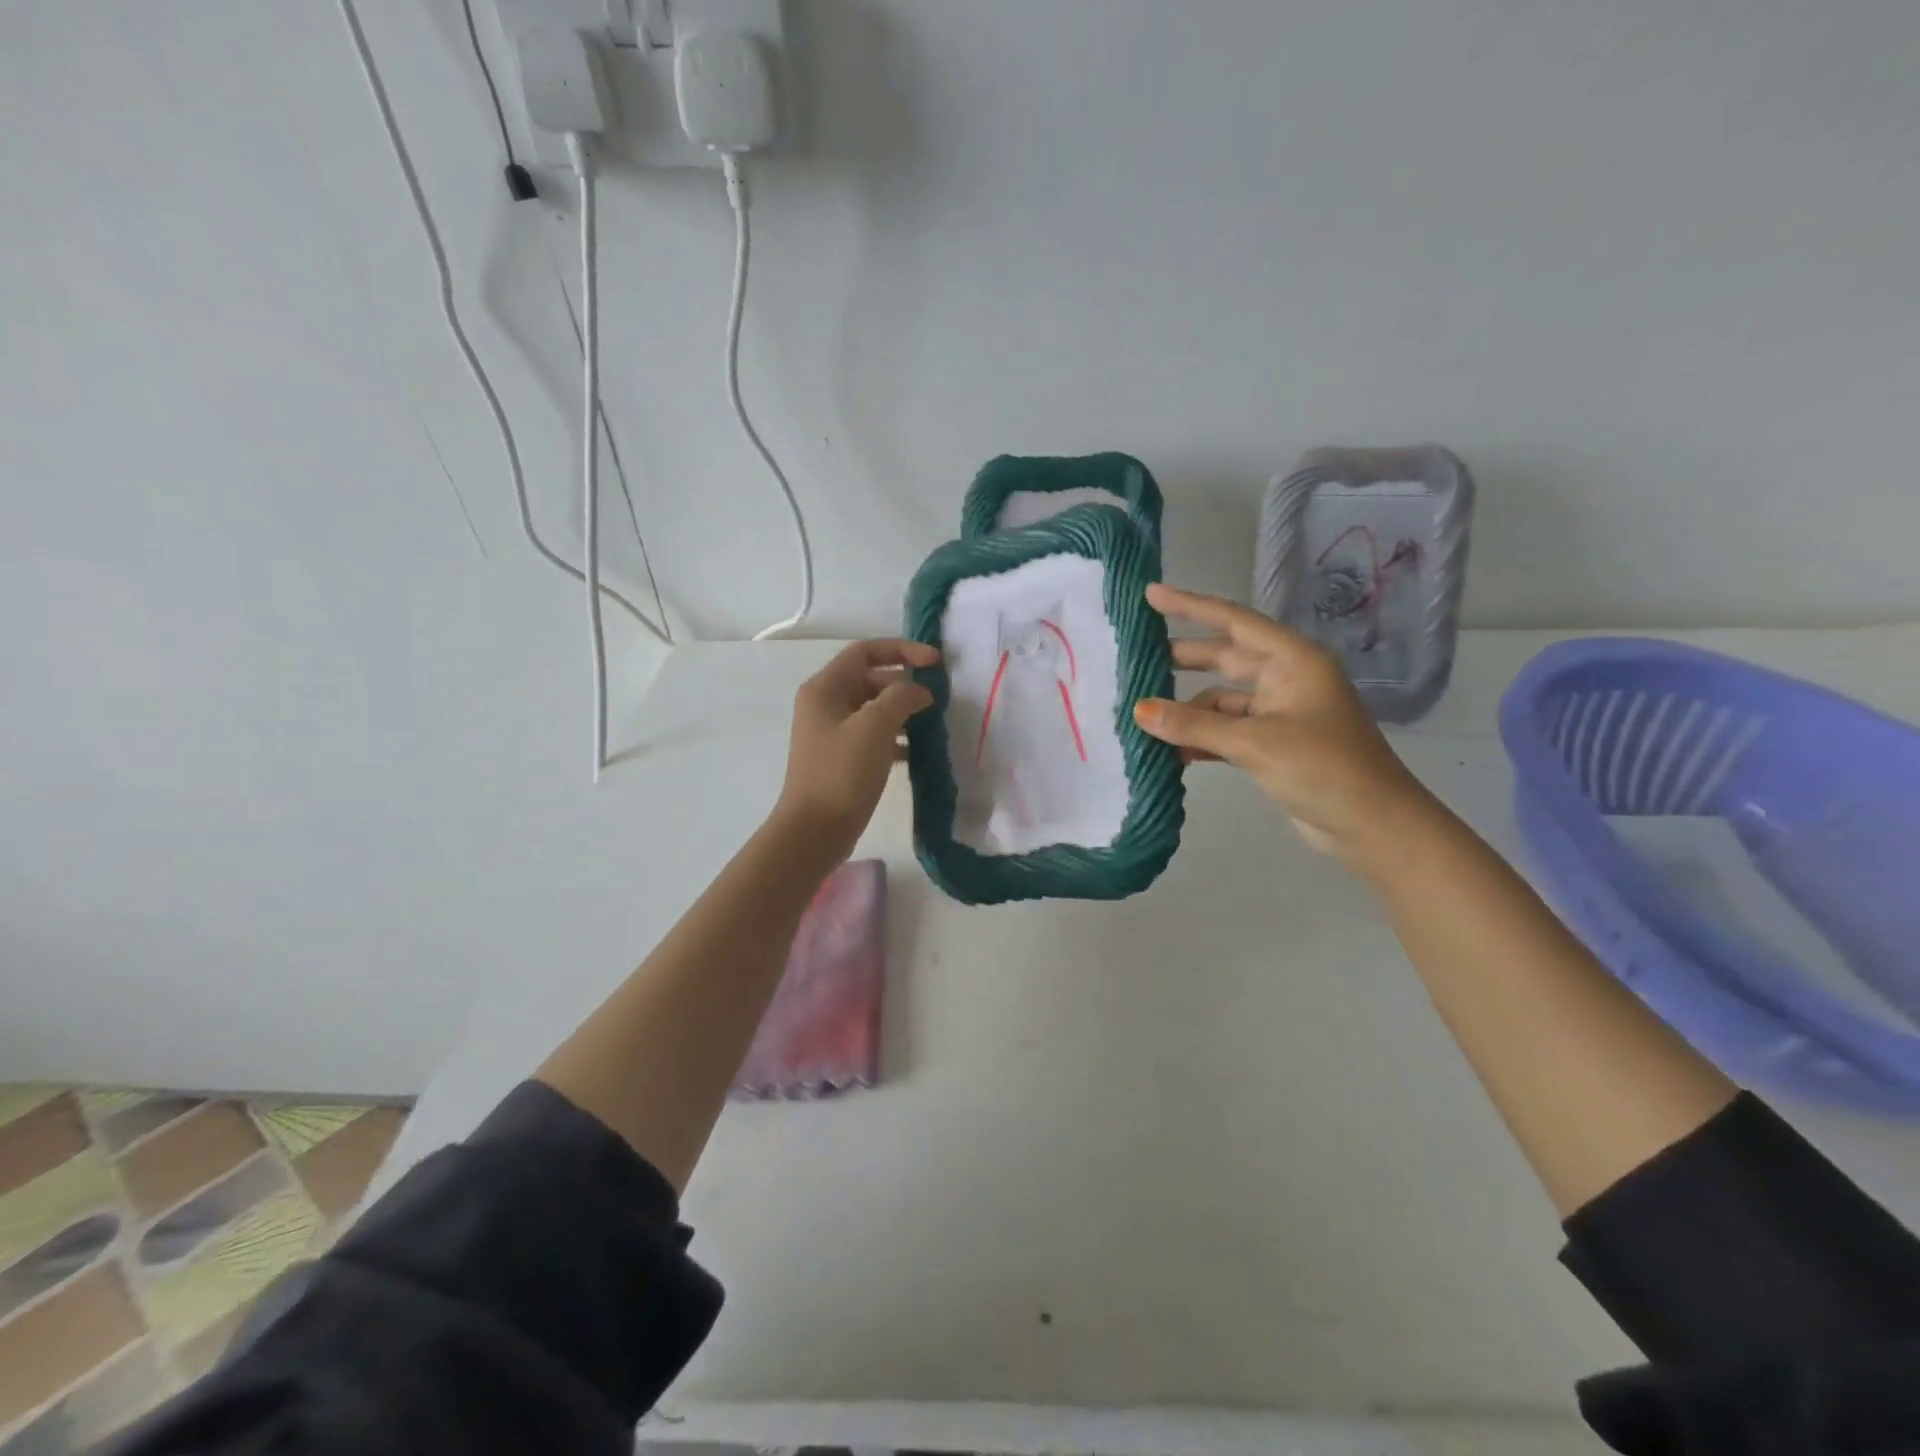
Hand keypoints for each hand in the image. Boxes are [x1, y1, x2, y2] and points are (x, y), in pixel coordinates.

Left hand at [772, 639, 939, 862]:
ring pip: (874, 710)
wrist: (815, 831)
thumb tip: (920, 691)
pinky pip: (873, 737)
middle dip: (904, 684)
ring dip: (903, 712)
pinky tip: (916, 752)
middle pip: (870, 679)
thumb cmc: (842, 773)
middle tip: (937, 699)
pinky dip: (895, 738)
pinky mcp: (842, 759)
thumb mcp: (875, 726)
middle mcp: (825, 704)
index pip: (865, 652)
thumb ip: (902, 697)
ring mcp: (832, 733)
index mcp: (825, 688)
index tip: (936, 663)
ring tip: (932, 724)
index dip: (902, 650)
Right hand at [1134, 583, 1437, 868]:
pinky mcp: (1274, 744)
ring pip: (1222, 699)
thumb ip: (1194, 724)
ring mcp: (1280, 712)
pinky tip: (1172, 751)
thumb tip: (1138, 710)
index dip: (1189, 606)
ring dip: (1188, 709)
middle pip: (1224, 657)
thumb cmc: (1322, 768)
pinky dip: (1201, 737)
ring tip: (1144, 716)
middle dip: (1182, 657)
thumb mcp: (1254, 743)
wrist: (1373, 826)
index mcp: (1292, 660)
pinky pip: (1227, 729)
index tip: (1150, 595)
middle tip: (1136, 655)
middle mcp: (1286, 678)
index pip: (1232, 621)